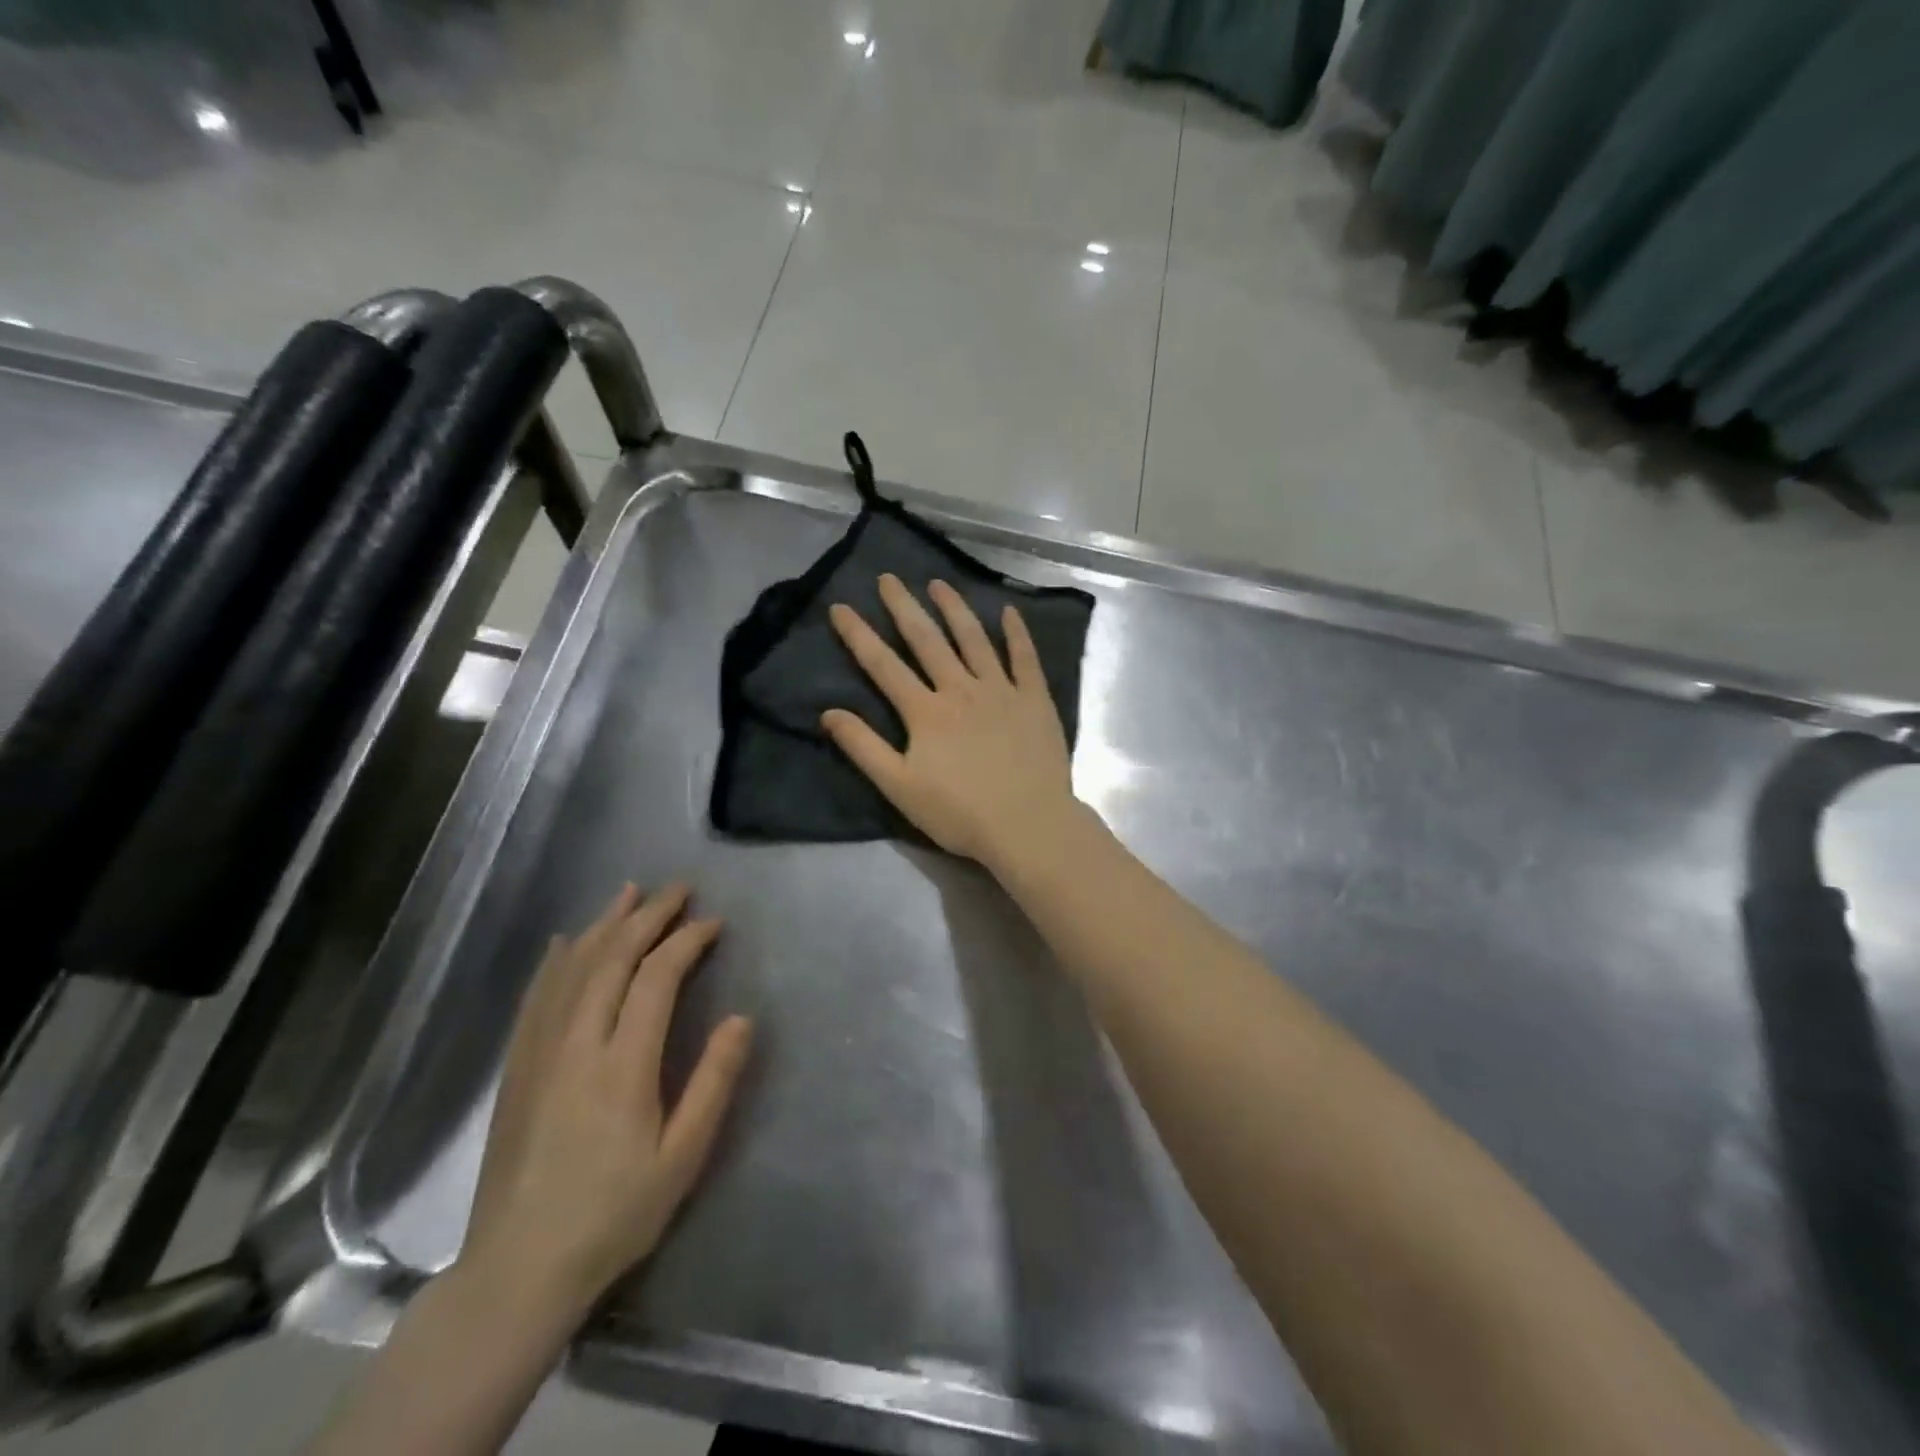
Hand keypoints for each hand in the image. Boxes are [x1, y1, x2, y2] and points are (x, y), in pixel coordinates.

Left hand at [461, 883, 752, 1319]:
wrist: (519, 1269)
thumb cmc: (614, 1214)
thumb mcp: (682, 1157)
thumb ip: (714, 1083)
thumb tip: (741, 1019)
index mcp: (623, 1065)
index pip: (657, 978)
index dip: (686, 941)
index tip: (712, 922)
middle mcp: (577, 1044)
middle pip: (613, 959)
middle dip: (649, 916)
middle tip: (678, 888)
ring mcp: (539, 1053)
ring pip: (573, 968)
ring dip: (604, 924)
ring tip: (630, 893)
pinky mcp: (516, 1068)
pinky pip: (537, 996)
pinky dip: (556, 960)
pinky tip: (566, 942)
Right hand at [822, 574, 1084, 866]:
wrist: (1027, 825)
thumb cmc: (959, 813)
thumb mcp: (899, 787)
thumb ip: (864, 748)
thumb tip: (829, 713)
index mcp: (925, 712)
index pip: (884, 666)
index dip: (859, 635)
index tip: (841, 607)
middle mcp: (961, 689)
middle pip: (927, 641)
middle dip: (904, 607)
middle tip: (888, 578)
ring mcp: (1001, 691)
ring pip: (974, 640)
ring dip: (955, 609)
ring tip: (939, 584)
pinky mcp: (1034, 700)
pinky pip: (1025, 659)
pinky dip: (1017, 634)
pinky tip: (1009, 612)